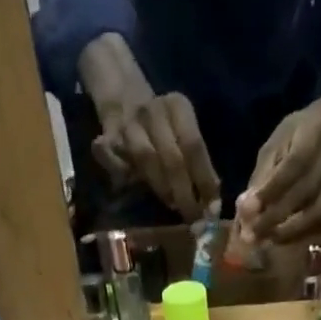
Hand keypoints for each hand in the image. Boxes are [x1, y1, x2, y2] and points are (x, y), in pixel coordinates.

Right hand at [93, 91, 220, 222]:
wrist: (123, 102)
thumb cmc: (162, 130)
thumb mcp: (183, 135)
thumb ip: (197, 165)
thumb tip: (212, 202)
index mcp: (177, 106)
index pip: (194, 146)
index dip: (204, 180)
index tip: (211, 209)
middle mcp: (153, 111)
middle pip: (172, 158)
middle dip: (184, 193)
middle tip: (192, 217)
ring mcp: (129, 123)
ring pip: (146, 161)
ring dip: (162, 188)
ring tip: (172, 205)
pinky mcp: (108, 138)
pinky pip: (120, 167)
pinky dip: (129, 180)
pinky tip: (138, 189)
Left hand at [234, 103, 320, 244]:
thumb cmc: (300, 133)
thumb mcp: (276, 143)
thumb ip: (262, 174)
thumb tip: (244, 208)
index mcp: (313, 133)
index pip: (293, 166)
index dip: (270, 191)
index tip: (247, 211)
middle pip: (305, 193)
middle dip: (275, 218)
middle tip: (251, 236)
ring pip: (318, 213)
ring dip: (289, 232)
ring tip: (265, 240)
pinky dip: (301, 234)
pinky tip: (282, 238)